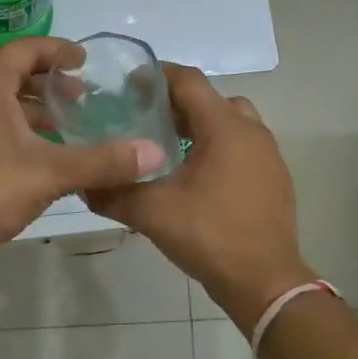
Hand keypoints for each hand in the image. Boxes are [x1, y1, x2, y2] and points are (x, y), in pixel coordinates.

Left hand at [0, 38, 166, 256]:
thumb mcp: (52, 173)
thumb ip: (104, 161)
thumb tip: (155, 153)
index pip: (26, 49)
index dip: (59, 51)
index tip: (85, 62)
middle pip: (10, 72)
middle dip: (48, 83)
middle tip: (81, 99)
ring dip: (30, 107)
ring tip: (64, 126)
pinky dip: (10, 124)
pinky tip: (34, 151)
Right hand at [86, 65, 307, 334]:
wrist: (266, 283)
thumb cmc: (210, 236)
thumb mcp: (152, 213)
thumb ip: (113, 194)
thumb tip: (83, 185)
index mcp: (224, 127)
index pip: (188, 81)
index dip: (157, 76)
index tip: (128, 85)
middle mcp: (251, 131)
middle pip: (210, 98)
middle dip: (177, 102)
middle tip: (145, 117)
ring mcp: (268, 154)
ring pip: (230, 121)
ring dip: (201, 125)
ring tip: (169, 146)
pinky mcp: (274, 177)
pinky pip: (243, 146)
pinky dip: (218, 147)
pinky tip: (195, 175)